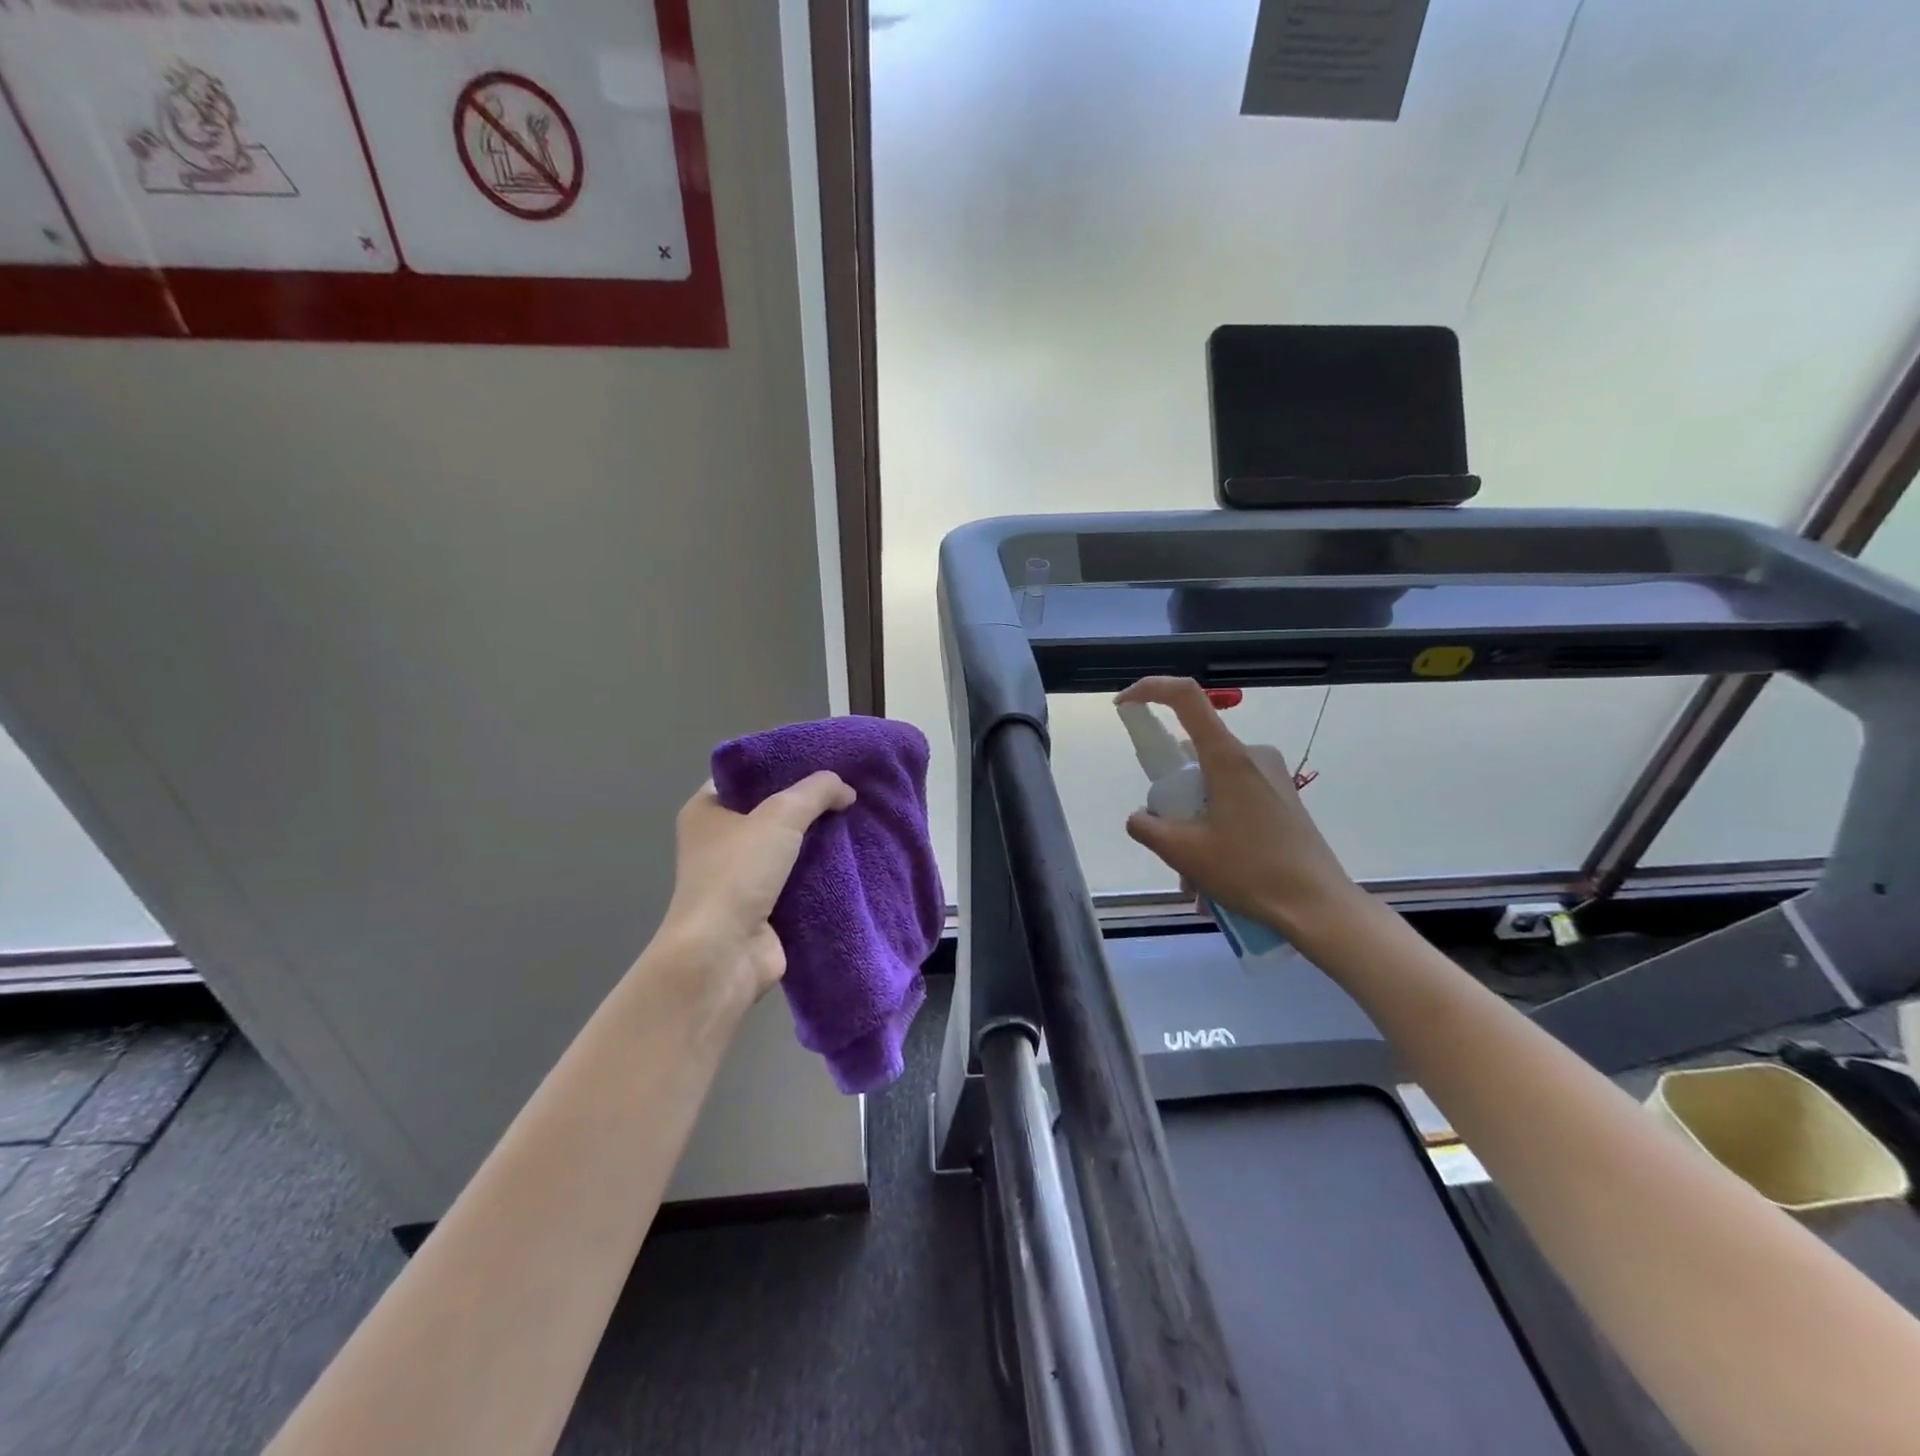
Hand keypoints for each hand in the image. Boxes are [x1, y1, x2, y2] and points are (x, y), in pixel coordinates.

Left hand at [658, 772, 855, 1002]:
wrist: (724, 953)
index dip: (781, 765)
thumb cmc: (738, 873)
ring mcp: (740, 876)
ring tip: (858, 819)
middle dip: (808, 803)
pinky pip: (799, 878)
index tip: (820, 759)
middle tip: (847, 789)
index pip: (746, 776)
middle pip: (771, 811)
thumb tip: (846, 790)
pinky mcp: (763, 906)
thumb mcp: (780, 815)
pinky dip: (821, 871)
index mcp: (706, 811)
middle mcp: (719, 841)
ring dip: (819, 839)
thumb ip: (816, 792)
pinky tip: (852, 857)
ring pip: (788, 846)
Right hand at [1116, 677, 1359, 935]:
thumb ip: (1146, 826)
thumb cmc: (1250, 871)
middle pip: (1192, 754)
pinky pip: (1232, 798)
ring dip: (1192, 821)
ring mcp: (1270, 776)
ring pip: (1210, 783)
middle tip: (1169, 842)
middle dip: (1172, 796)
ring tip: (1192, 874)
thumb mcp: (1183, 851)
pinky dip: (1214, 827)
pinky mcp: (1281, 797)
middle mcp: (1250, 754)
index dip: (1149, 689)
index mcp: (1227, 756)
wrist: (1318, 906)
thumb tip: (1139, 816)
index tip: (1124, 705)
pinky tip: (1215, 872)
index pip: (1185, 697)